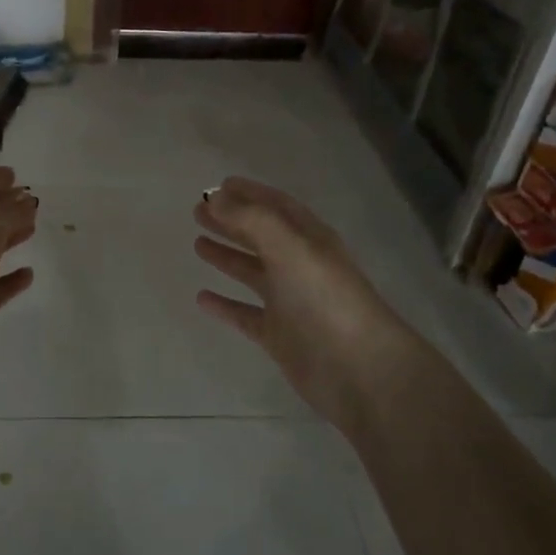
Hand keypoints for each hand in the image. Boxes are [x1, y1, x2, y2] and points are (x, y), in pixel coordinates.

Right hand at [193, 177, 416, 430]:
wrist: (358, 369)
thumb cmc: (325, 299)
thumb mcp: (290, 248)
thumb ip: (251, 220)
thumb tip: (216, 198)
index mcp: (309, 240)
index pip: (276, 207)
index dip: (250, 194)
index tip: (218, 186)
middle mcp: (300, 266)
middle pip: (261, 236)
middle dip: (231, 222)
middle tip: (197, 212)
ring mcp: (290, 302)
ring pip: (252, 272)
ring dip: (227, 257)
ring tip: (197, 244)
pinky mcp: (279, 335)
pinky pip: (245, 314)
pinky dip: (224, 305)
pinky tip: (201, 298)